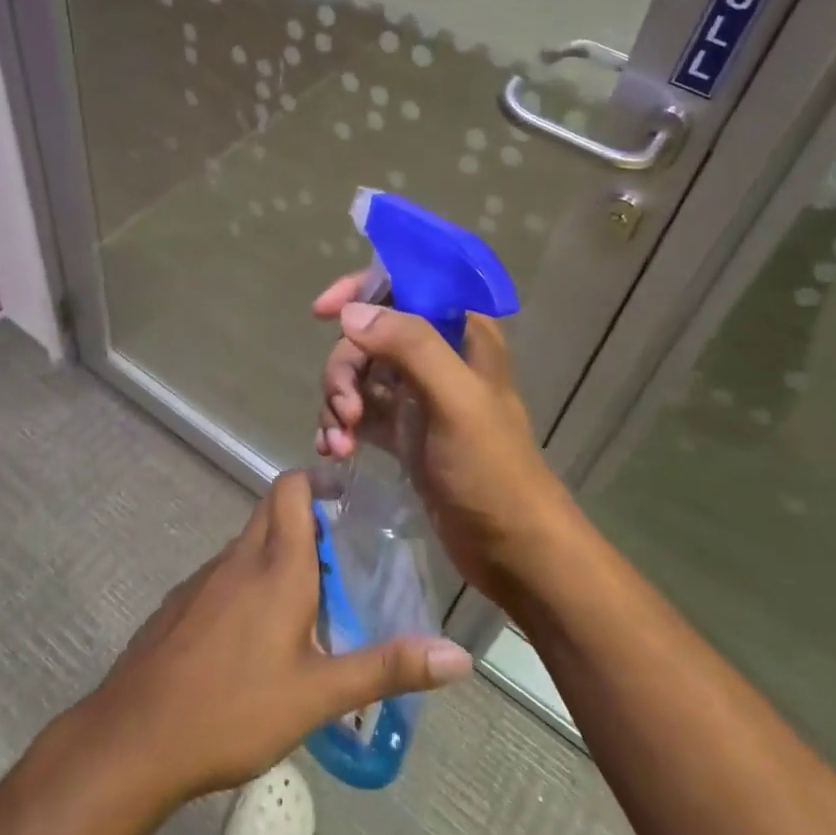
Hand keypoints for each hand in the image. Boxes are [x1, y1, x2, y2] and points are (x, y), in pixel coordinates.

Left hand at [85, 471, 472, 804]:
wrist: (135, 738)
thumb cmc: (235, 708)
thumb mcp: (319, 694)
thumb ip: (388, 668)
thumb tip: (459, 656)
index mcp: (277, 564)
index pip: (293, 488)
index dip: (320, 481)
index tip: (351, 500)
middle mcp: (239, 557)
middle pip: (273, 510)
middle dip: (308, 519)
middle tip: (343, 559)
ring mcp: (204, 578)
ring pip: (249, 544)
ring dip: (280, 554)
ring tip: (310, 603)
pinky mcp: (180, 602)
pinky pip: (225, 574)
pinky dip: (249, 582)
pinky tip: (257, 638)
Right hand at [312, 274, 579, 607]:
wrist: (512, 549)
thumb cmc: (492, 470)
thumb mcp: (456, 400)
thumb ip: (410, 346)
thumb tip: (351, 314)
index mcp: (462, 333)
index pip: (404, 285)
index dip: (360, 289)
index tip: (323, 312)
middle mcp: (438, 356)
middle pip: (369, 335)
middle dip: (344, 368)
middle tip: (343, 410)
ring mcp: (418, 395)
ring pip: (359, 375)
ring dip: (337, 402)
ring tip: (338, 442)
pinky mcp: (404, 432)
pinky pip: (358, 413)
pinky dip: (340, 426)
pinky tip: (334, 452)